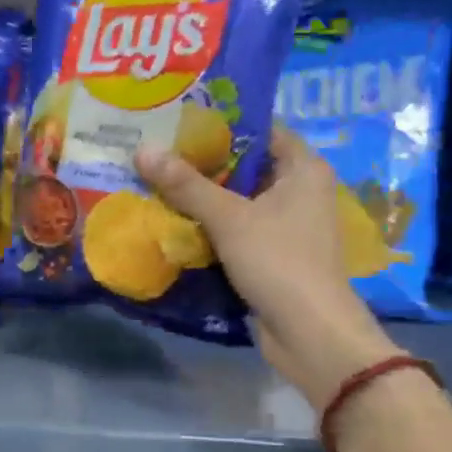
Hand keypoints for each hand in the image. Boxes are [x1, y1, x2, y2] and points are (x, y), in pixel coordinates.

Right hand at [136, 127, 399, 406]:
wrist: (309, 333)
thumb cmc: (279, 262)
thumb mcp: (229, 218)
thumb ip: (186, 184)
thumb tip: (142, 149)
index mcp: (303, 168)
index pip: (260, 129)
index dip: (221, 122)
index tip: (178, 119)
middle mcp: (300, 190)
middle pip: (245, 165)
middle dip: (202, 162)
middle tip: (157, 149)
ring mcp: (287, 225)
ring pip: (238, 200)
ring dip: (202, 196)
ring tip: (156, 179)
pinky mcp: (273, 254)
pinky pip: (237, 228)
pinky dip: (210, 225)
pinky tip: (173, 220)